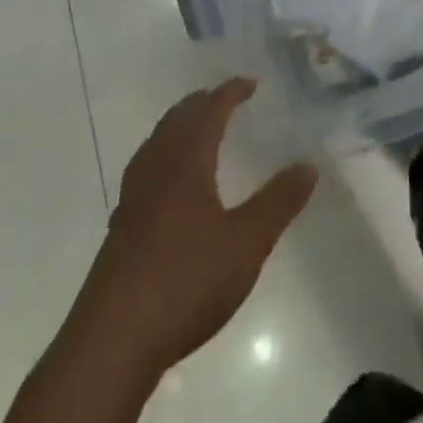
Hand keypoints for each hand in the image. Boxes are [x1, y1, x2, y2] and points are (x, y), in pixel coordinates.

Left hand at [82, 79, 317, 371]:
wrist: (113, 339)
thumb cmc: (186, 280)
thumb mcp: (246, 243)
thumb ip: (278, 202)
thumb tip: (309, 165)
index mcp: (186, 162)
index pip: (209, 111)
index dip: (230, 93)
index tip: (251, 83)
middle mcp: (156, 169)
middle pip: (177, 120)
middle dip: (202, 104)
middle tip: (224, 99)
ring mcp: (133, 198)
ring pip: (157, 143)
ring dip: (179, 127)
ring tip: (197, 130)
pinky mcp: (121, 226)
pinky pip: (146, 169)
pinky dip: (164, 156)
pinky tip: (169, 184)